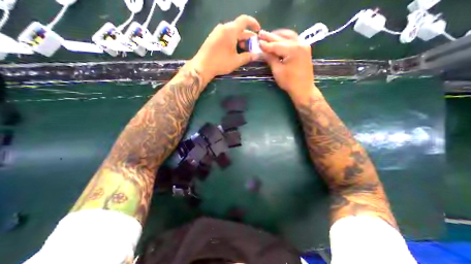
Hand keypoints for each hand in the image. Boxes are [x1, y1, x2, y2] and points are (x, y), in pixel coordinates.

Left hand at [189, 14, 260, 83]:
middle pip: (238, 27)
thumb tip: (256, 55)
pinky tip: (234, 49)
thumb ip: (247, 57)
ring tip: (243, 48)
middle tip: (252, 45)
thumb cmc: (221, 63)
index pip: (244, 20)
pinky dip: (232, 40)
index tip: (258, 30)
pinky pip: (225, 35)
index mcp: (230, 30)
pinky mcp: (213, 37)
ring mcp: (217, 32)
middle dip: (247, 35)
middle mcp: (223, 27)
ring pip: (232, 32)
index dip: (253, 23)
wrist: (202, 66)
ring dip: (239, 38)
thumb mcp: (236, 61)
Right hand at [257, 29, 315, 98]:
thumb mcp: (277, 71)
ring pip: (289, 36)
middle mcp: (300, 44)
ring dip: (279, 35)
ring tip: (269, 35)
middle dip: (271, 36)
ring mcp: (304, 45)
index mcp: (293, 50)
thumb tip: (263, 51)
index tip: (257, 41)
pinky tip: (280, 39)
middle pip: (283, 38)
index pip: (276, 45)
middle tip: (261, 33)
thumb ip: (271, 59)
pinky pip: (294, 40)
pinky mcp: (305, 49)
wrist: (303, 89)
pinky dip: (286, 39)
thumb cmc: (289, 82)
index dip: (266, 44)